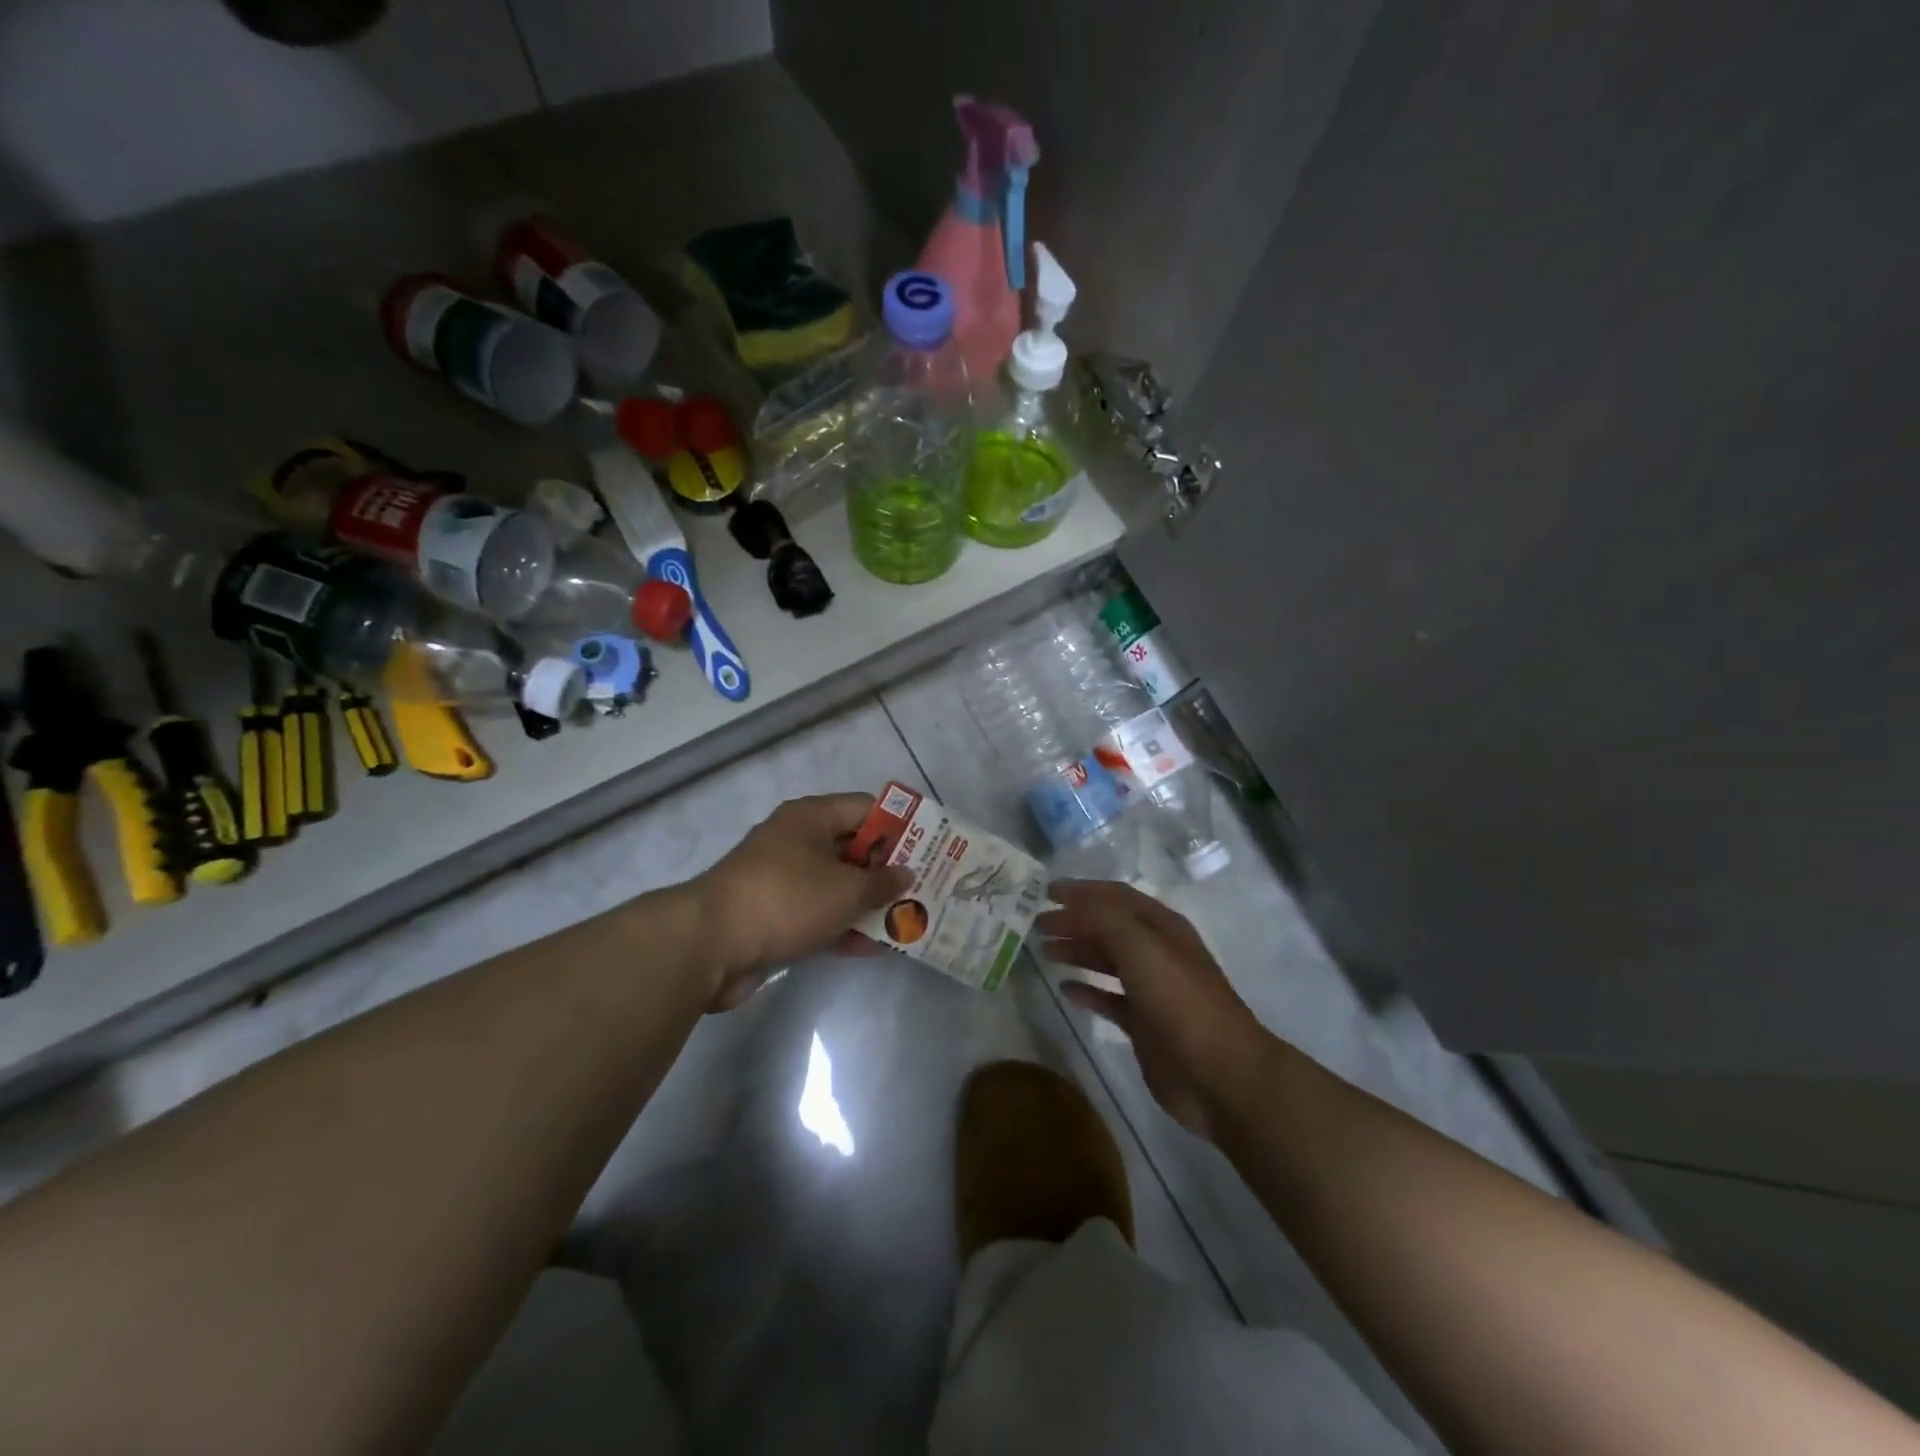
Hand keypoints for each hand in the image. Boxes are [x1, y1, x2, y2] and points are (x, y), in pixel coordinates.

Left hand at [693, 794, 912, 1009]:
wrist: (710, 945)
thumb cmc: (786, 899)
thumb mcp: (845, 889)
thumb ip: (882, 882)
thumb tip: (906, 874)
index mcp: (811, 818)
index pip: (866, 809)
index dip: (900, 826)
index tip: (931, 848)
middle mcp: (797, 841)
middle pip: (854, 848)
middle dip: (888, 870)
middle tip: (926, 888)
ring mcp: (784, 880)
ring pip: (838, 885)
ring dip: (869, 903)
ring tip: (910, 920)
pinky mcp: (775, 915)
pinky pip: (820, 914)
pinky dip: (845, 926)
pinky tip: (877, 948)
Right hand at [1037, 880, 1268, 1140]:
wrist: (1220, 1074)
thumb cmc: (1181, 1001)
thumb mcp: (1141, 947)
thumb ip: (1104, 919)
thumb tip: (1070, 900)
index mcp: (1161, 927)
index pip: (1116, 897)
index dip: (1082, 891)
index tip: (1046, 891)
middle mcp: (1156, 952)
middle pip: (1108, 928)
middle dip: (1073, 921)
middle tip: (1036, 924)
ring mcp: (1151, 990)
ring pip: (1106, 961)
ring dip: (1077, 951)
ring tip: (1044, 951)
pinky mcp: (1144, 1024)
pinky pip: (1108, 1000)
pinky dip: (1087, 992)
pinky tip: (1065, 990)